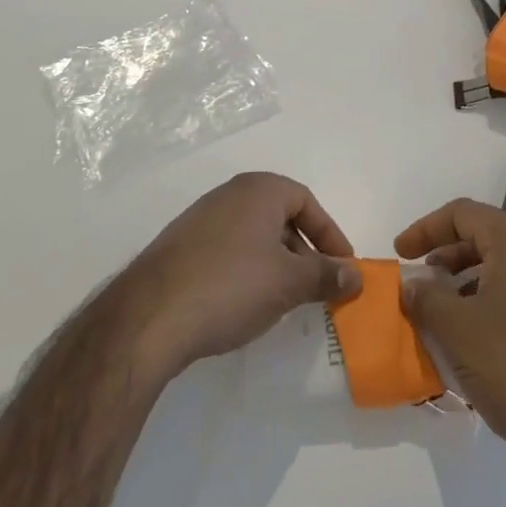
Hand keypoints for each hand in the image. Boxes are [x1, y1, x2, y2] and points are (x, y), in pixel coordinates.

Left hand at [121, 172, 360, 378]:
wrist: (149, 316)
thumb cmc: (231, 286)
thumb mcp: (289, 283)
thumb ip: (326, 275)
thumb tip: (355, 274)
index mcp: (258, 190)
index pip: (306, 201)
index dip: (330, 234)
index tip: (343, 267)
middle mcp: (229, 195)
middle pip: (280, 216)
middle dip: (304, 251)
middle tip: (316, 286)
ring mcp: (200, 219)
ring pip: (253, 235)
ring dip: (276, 263)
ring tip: (283, 300)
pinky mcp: (181, 247)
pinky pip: (228, 250)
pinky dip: (247, 270)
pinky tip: (245, 303)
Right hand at [397, 199, 505, 471]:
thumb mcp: (457, 328)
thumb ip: (426, 299)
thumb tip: (413, 286)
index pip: (462, 213)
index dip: (425, 229)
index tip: (399, 255)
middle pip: (483, 239)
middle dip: (444, 259)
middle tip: (418, 286)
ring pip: (499, 275)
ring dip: (462, 289)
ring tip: (437, 320)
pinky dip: (485, 312)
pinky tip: (468, 349)